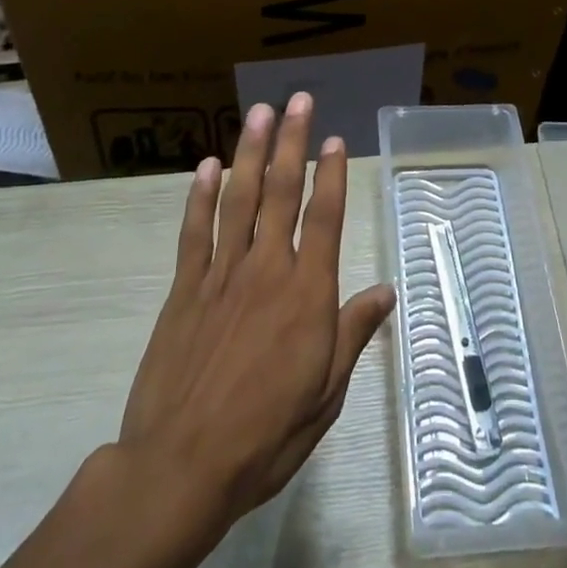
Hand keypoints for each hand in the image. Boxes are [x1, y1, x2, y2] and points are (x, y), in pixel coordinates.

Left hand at [117, 93, 395, 540]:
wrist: (180, 467)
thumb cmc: (265, 435)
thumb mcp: (325, 394)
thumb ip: (353, 334)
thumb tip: (386, 291)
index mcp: (306, 293)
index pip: (325, 218)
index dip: (332, 174)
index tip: (336, 139)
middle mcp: (267, 269)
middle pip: (282, 192)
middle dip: (292, 141)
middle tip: (298, 100)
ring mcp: (222, 274)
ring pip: (239, 198)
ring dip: (250, 151)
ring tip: (259, 112)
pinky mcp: (185, 288)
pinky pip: (195, 231)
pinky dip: (201, 196)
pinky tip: (208, 165)